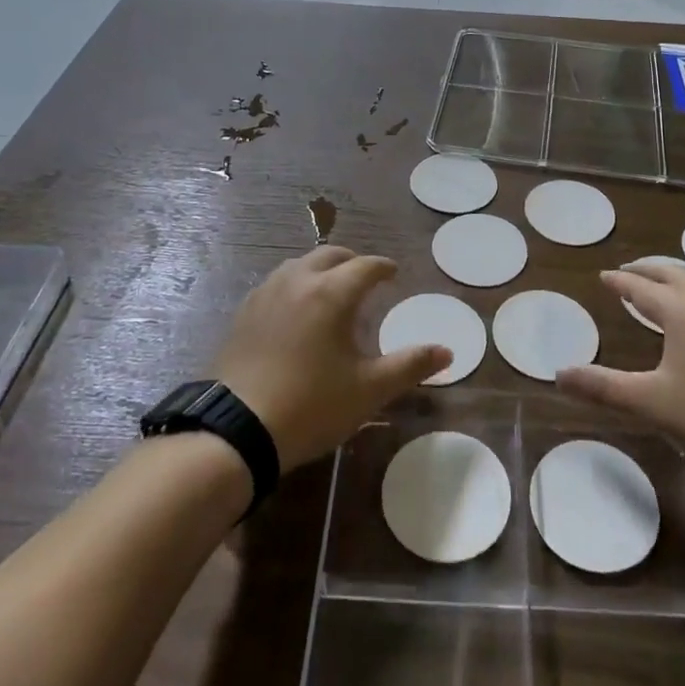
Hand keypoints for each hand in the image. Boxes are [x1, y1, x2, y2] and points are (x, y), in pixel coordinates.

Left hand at [213, 246, 450, 471]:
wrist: (237, 430)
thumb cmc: (311, 405)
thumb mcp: (369, 390)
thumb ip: (409, 365)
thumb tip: (447, 351)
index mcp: (331, 292)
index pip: (365, 266)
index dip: (383, 268)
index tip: (394, 274)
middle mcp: (298, 281)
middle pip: (330, 255)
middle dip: (352, 262)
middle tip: (365, 278)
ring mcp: (266, 294)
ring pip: (299, 265)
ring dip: (320, 269)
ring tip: (331, 290)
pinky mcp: (243, 313)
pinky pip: (276, 283)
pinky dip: (294, 285)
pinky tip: (295, 310)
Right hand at [556, 260, 684, 473]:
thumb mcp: (652, 404)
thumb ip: (603, 387)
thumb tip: (558, 374)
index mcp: (681, 310)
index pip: (641, 287)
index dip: (620, 281)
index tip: (604, 276)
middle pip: (672, 273)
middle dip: (647, 269)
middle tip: (628, 272)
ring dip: (674, 277)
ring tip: (661, 286)